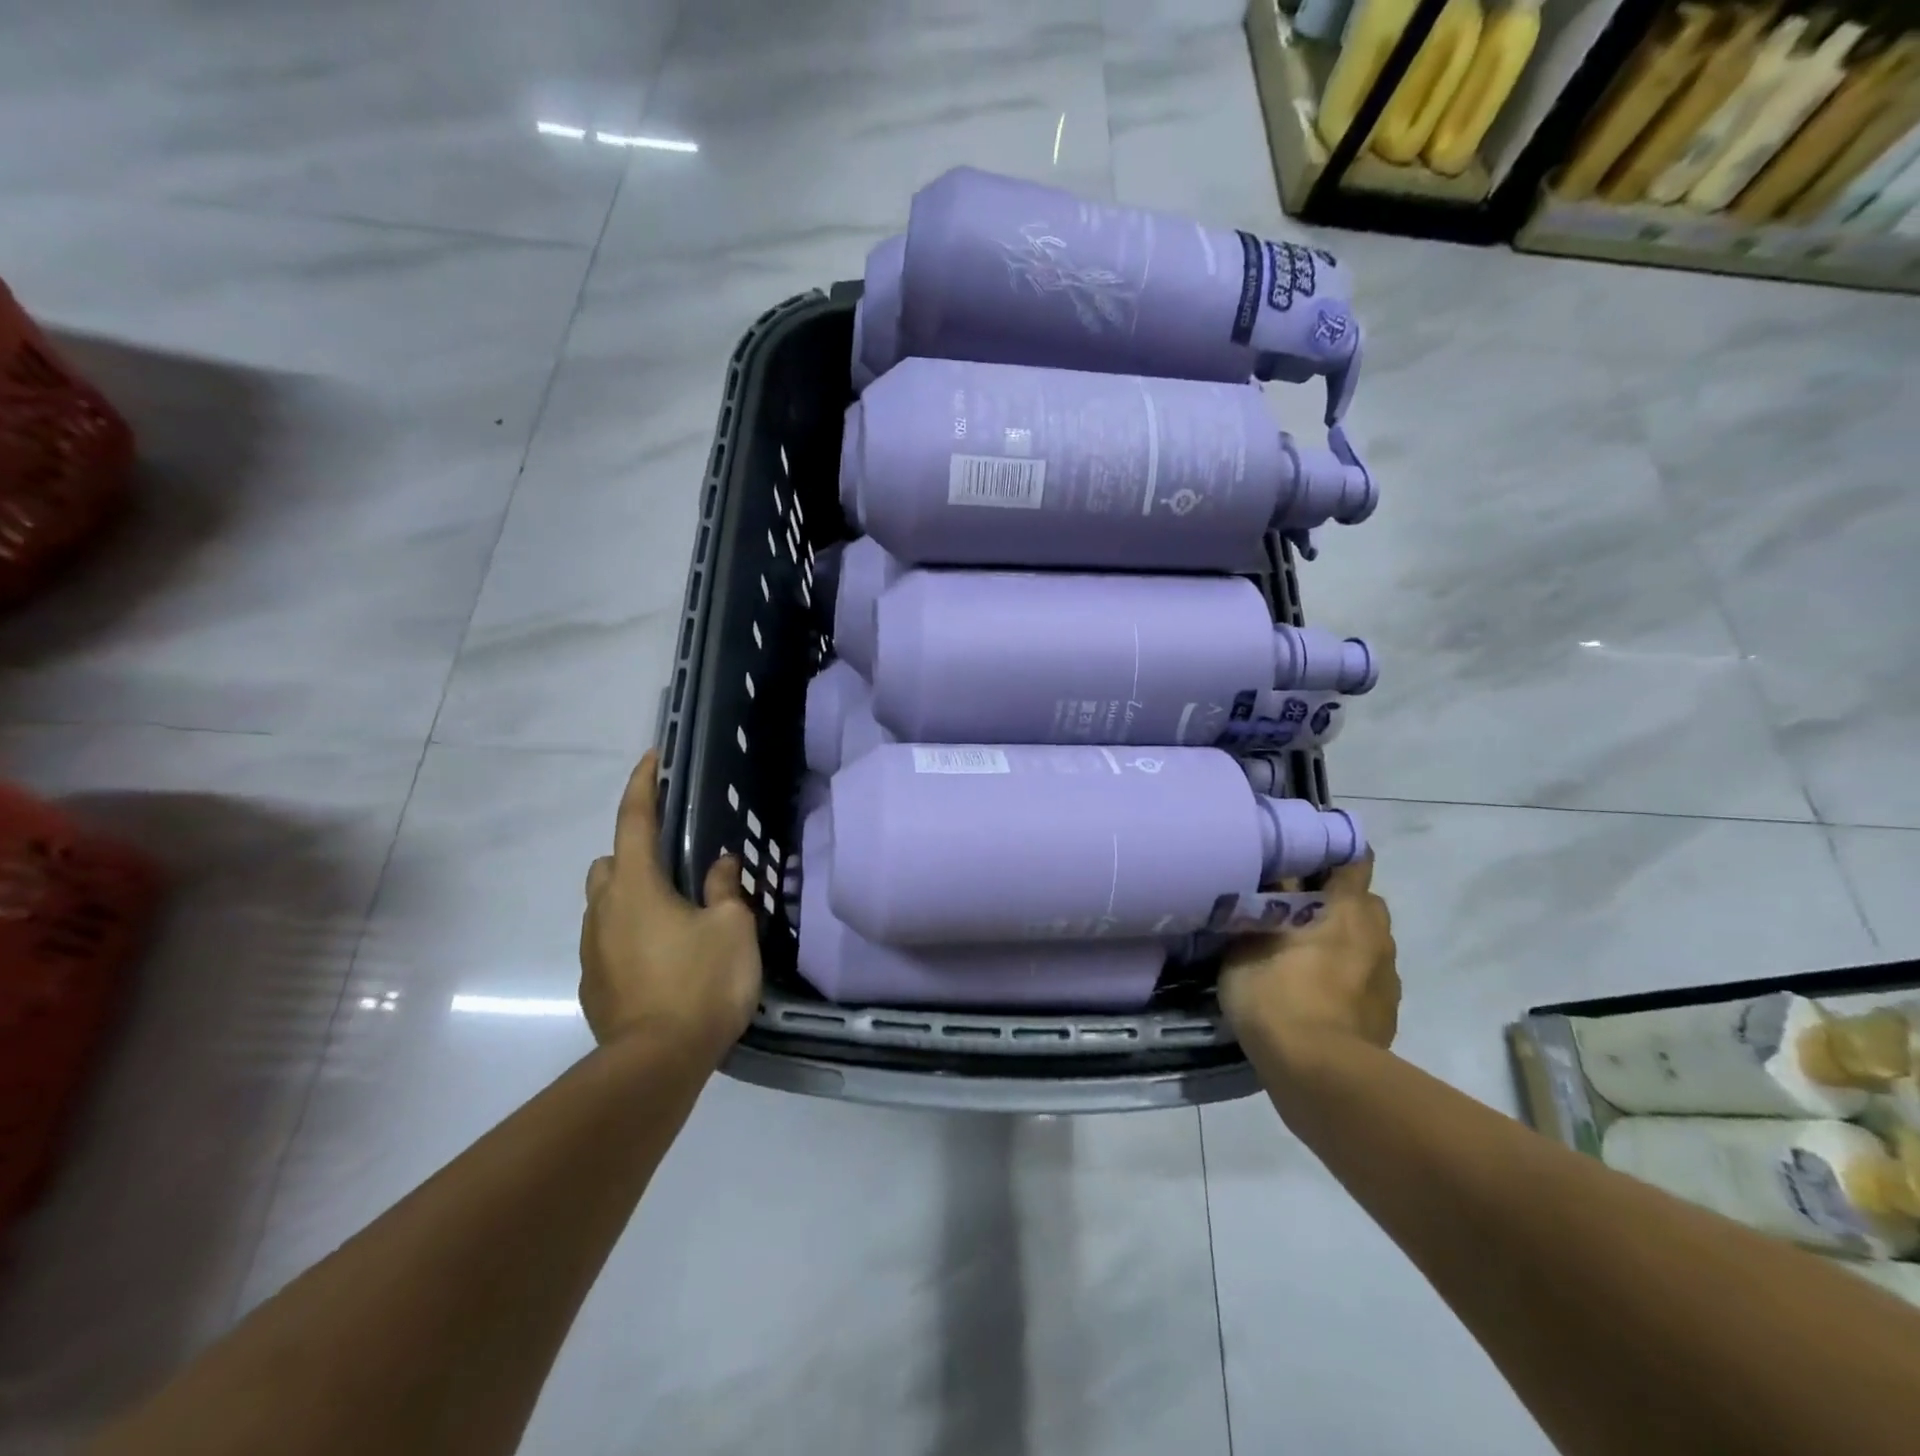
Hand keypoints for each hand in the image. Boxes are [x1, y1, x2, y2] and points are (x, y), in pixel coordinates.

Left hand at [579, 752, 762, 1063]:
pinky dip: (630, 933)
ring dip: (631, 896)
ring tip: (673, 915)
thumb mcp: (731, 928)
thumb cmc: (701, 984)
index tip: (650, 759)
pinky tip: (663, 957)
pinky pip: (609, 941)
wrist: (657, 1064)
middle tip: (674, 865)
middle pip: (609, 863)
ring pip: (604, 904)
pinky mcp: (594, 985)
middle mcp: (605, 910)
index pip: (634, 821)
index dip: (643, 786)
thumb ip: (724, 889)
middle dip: (633, 852)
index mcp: (637, 887)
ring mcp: (593, 950)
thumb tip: (719, 865)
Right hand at [1217, 856, 1398, 1060]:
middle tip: (1298, 908)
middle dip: (1337, 900)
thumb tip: (1263, 880)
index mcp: (1346, 908)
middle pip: (1364, 901)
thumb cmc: (1276, 995)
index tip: (1305, 856)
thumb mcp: (1247, 942)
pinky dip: (1349, 977)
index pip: (1354, 859)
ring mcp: (1387, 976)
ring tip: (1306, 954)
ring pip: (1368, 941)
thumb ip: (1259, 907)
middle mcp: (1376, 934)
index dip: (1332, 852)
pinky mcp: (1387, 1013)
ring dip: (1345, 940)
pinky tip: (1319, 993)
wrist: (1317, 1073)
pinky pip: (1368, 979)